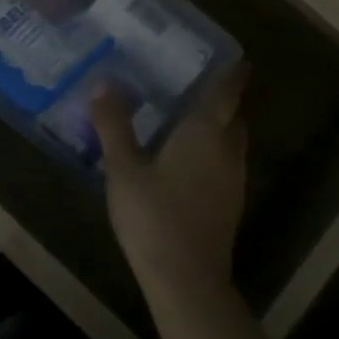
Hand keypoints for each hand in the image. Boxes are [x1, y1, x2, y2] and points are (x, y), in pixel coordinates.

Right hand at [92, 67, 249, 301]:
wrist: (187, 281)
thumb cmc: (154, 216)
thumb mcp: (123, 168)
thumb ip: (114, 125)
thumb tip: (104, 84)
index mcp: (206, 132)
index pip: (227, 91)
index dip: (232, 73)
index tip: (231, 57)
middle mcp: (228, 150)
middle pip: (233, 117)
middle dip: (220, 101)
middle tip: (193, 87)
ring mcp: (233, 181)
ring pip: (231, 143)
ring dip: (216, 129)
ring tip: (184, 121)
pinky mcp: (229, 206)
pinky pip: (225, 166)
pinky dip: (211, 154)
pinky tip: (184, 163)